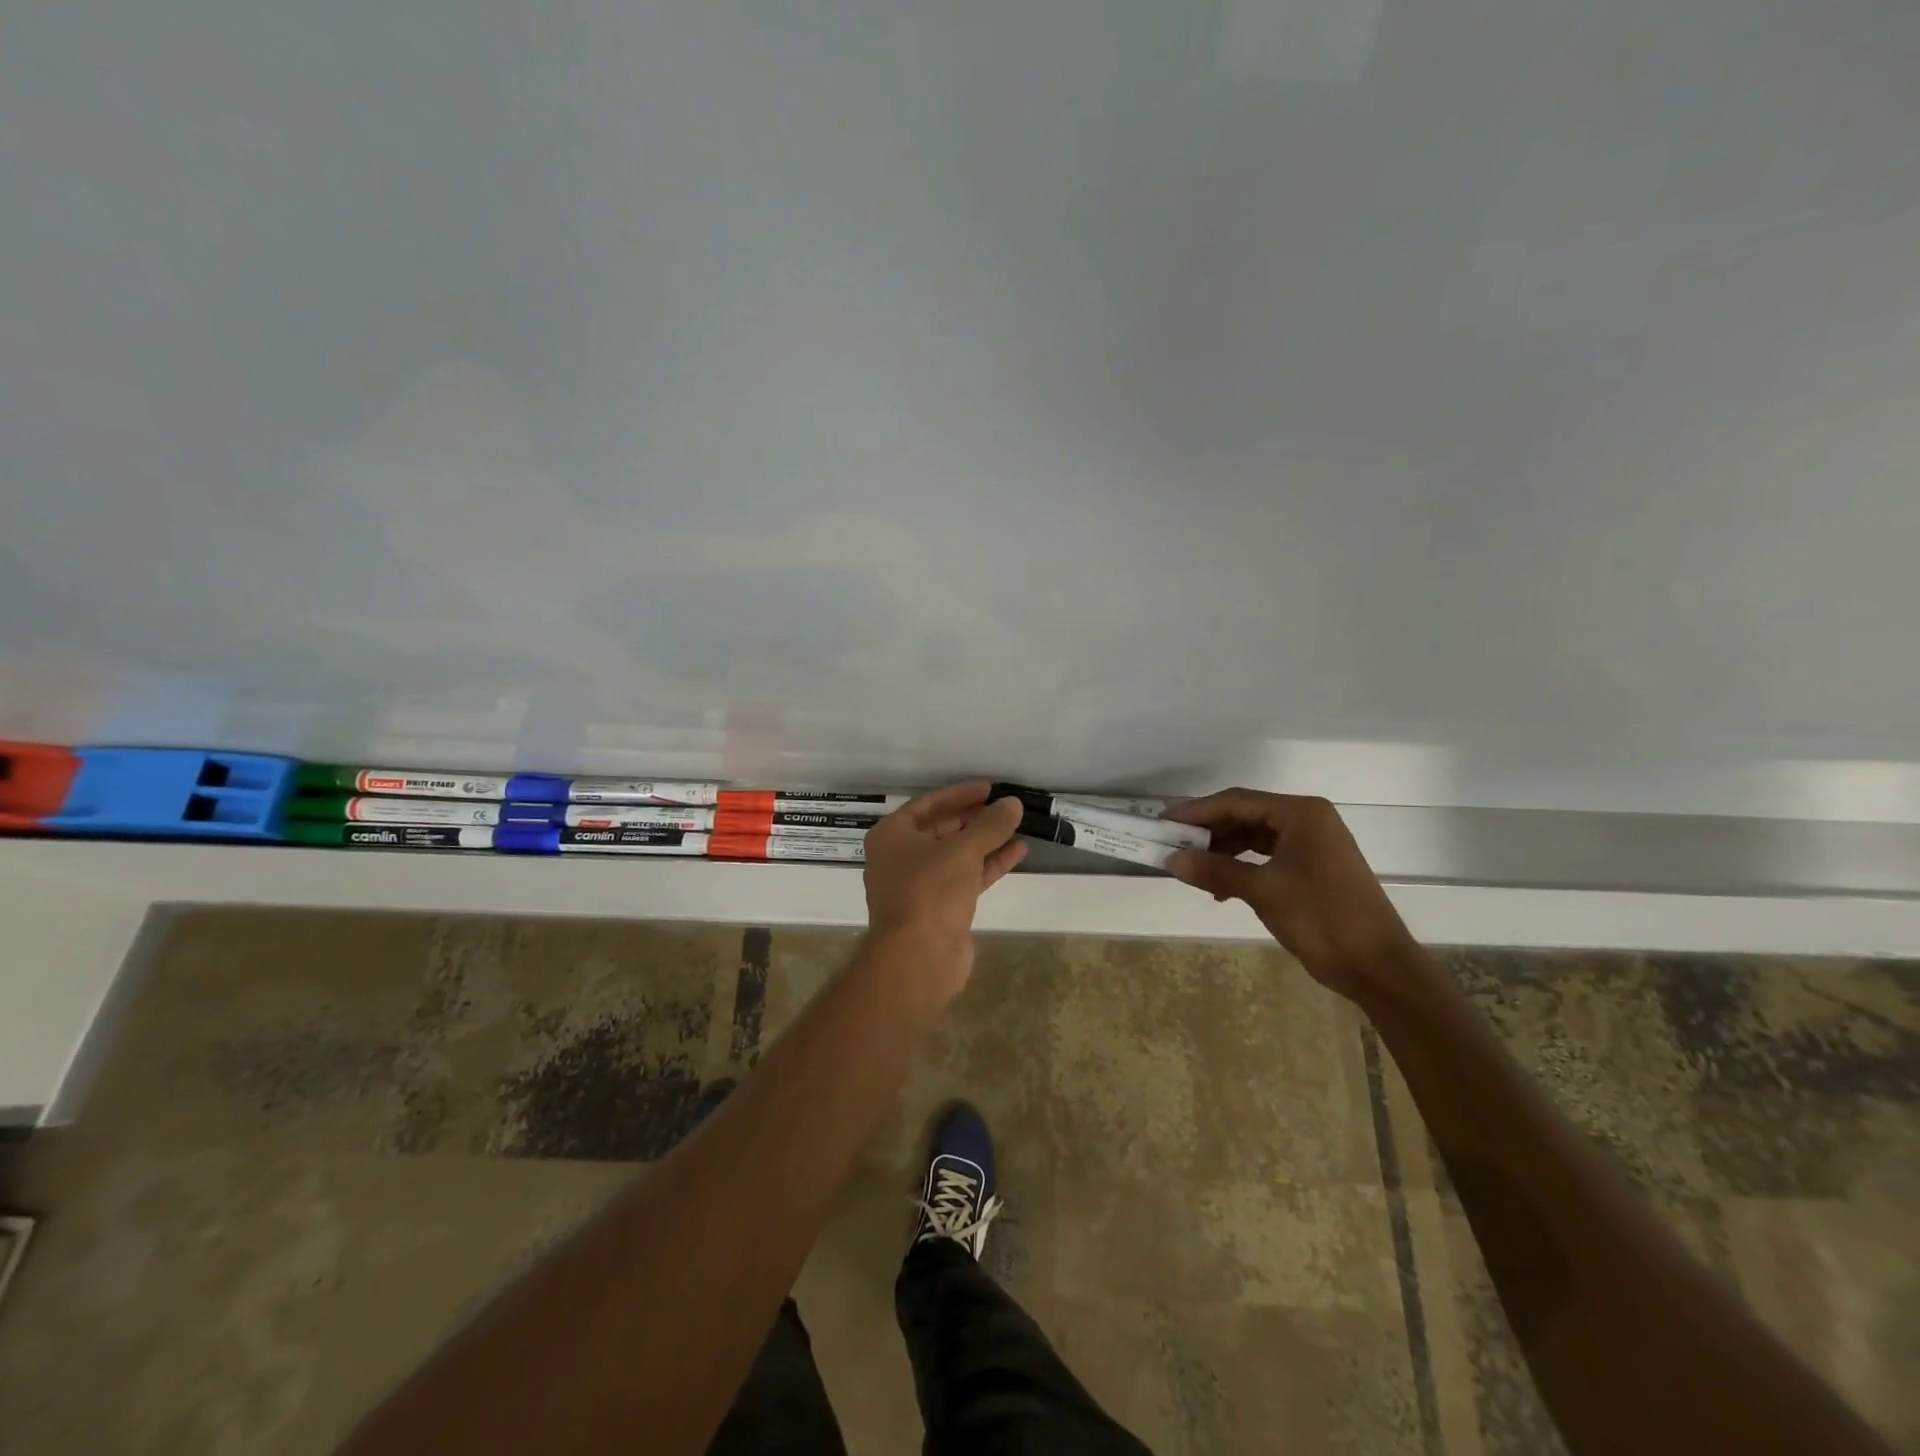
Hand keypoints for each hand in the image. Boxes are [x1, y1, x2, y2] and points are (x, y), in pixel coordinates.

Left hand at [862, 782, 1027, 1003]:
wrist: (918, 958)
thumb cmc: (930, 891)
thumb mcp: (963, 850)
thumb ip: (990, 825)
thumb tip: (1013, 803)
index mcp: (891, 836)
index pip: (928, 804)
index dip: (960, 794)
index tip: (990, 788)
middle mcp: (900, 857)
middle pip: (942, 829)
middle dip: (975, 818)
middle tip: (1005, 807)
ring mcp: (920, 885)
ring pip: (956, 855)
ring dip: (986, 841)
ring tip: (1018, 826)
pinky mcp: (940, 908)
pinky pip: (966, 878)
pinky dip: (989, 865)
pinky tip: (1018, 852)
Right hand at [1164, 790, 1414, 998]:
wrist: (1378, 966)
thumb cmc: (1321, 917)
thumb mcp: (1262, 891)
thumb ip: (1215, 871)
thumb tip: (1171, 860)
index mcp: (1300, 813)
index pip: (1236, 801)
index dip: (1196, 811)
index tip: (1163, 822)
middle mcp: (1308, 819)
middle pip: (1245, 815)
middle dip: (1208, 831)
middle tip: (1173, 845)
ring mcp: (1313, 843)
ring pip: (1255, 836)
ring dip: (1223, 850)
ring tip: (1193, 868)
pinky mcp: (1314, 866)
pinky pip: (1268, 855)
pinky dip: (1242, 865)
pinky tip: (1222, 887)